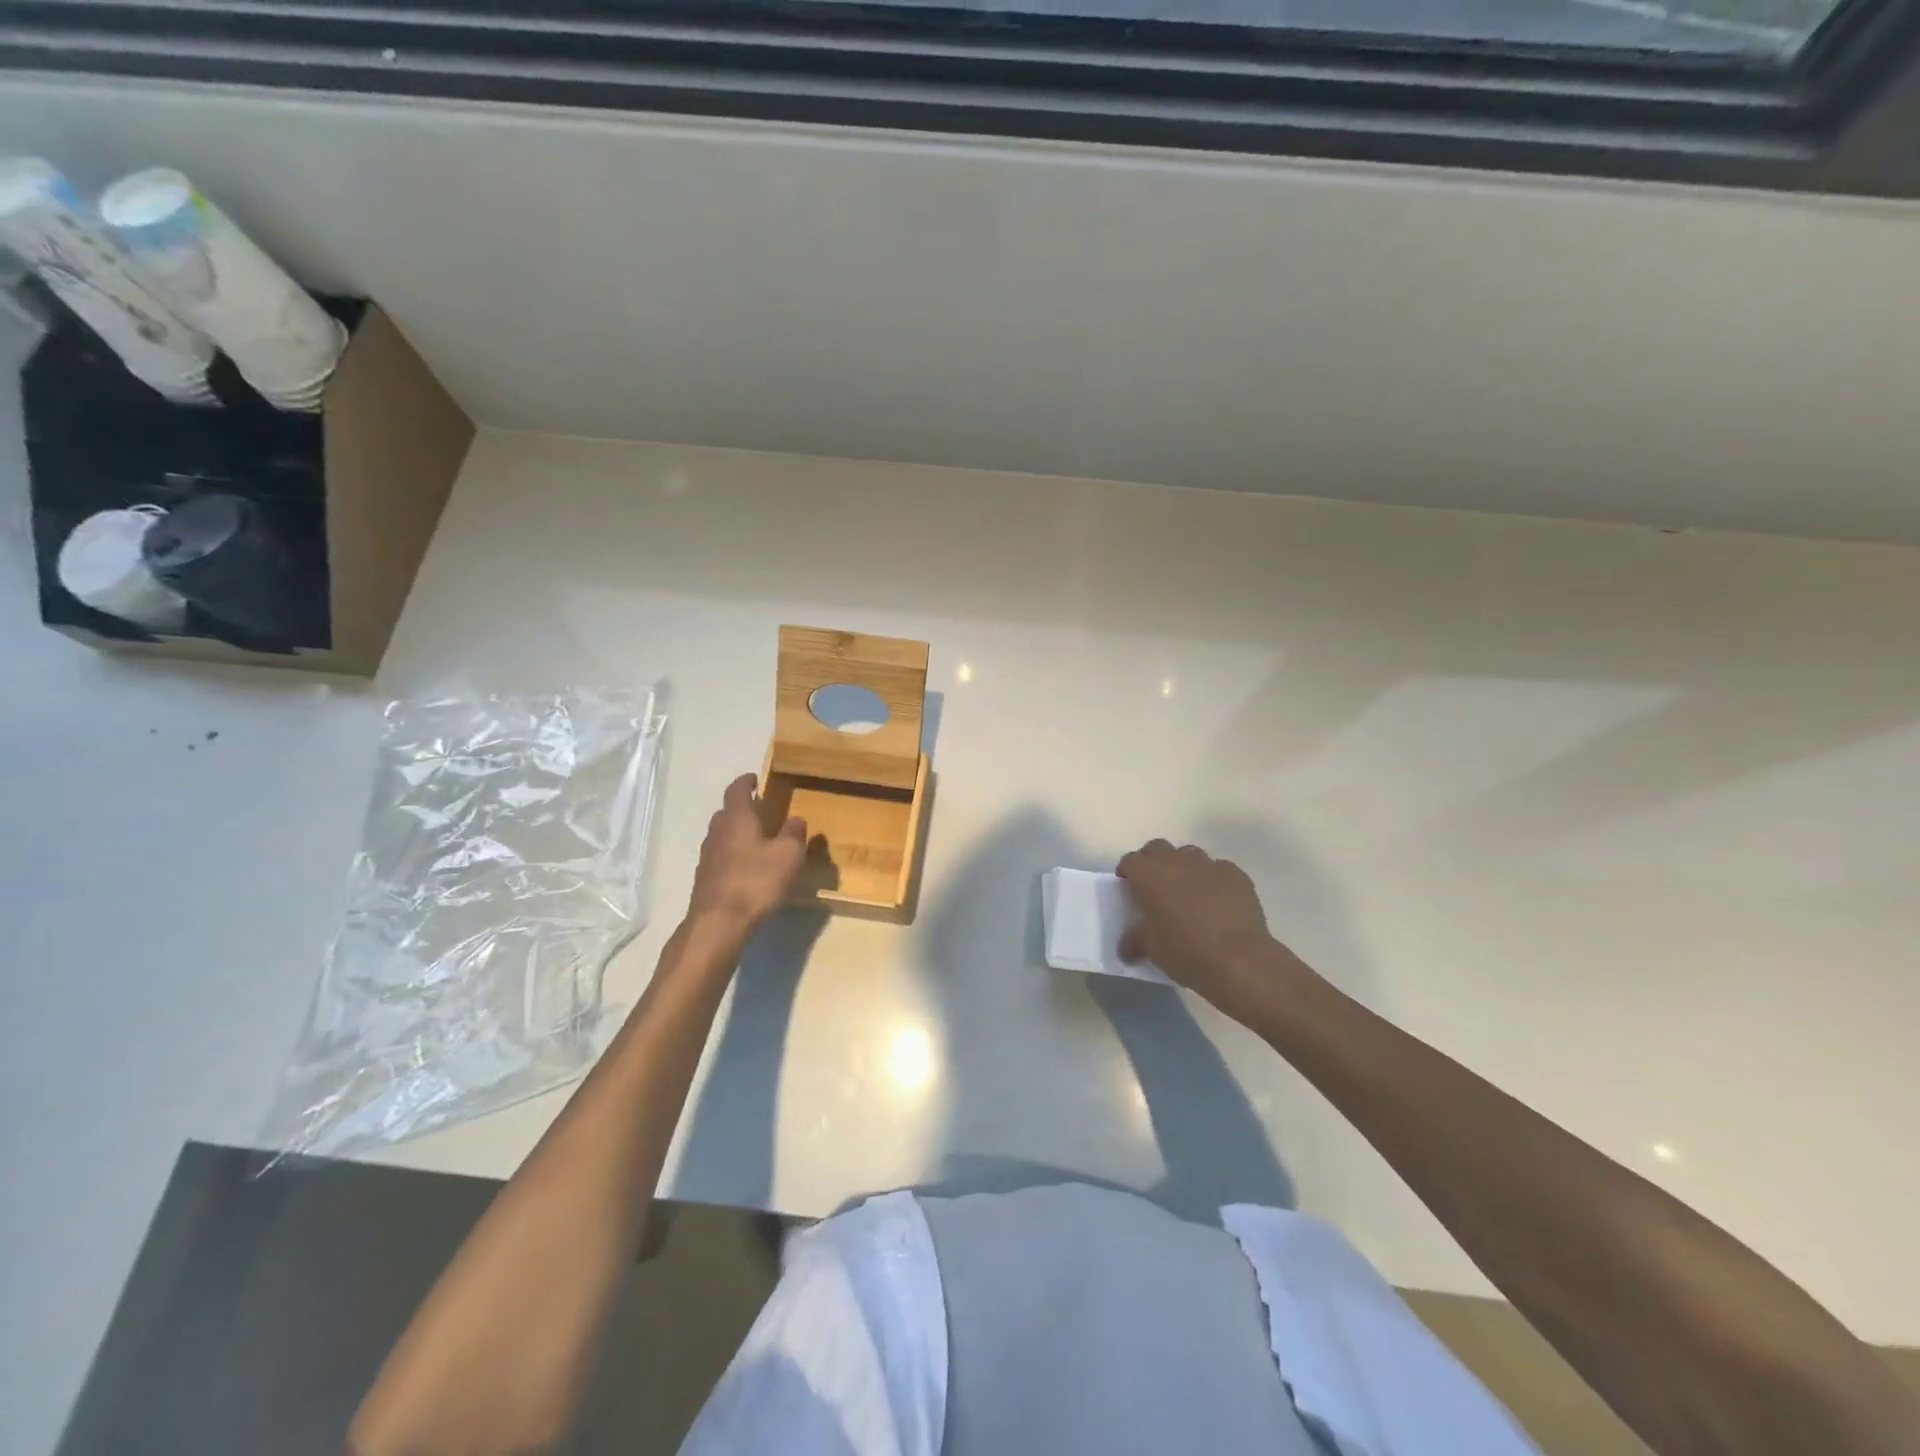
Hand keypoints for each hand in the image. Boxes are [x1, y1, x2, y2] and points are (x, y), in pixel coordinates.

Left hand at [687, 774, 807, 935]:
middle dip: (744, 809)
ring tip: (760, 842)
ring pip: (723, 835)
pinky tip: (749, 870)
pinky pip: (721, 857)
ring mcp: (707, 856)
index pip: (737, 789)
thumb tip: (796, 819)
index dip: (746, 782)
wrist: (718, 924)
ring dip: (738, 834)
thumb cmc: (756, 881)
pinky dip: (734, 856)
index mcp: (737, 818)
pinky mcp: (705, 878)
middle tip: (764, 813)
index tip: (756, 779)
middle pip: (728, 812)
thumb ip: (794, 833)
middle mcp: (717, 831)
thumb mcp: (788, 855)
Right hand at [1116, 839, 1313, 1025]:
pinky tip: (1218, 901)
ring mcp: (1209, 865)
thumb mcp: (1150, 949)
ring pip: (1189, 855)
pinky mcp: (1236, 875)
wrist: (1239, 960)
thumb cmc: (1185, 951)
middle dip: (1153, 861)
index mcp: (1149, 875)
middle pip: (1158, 848)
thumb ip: (1134, 940)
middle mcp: (1177, 862)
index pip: (1130, 861)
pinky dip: (1213, 880)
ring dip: (1184, 867)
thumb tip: (1126, 947)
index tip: (1128, 886)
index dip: (1127, 871)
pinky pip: (1219, 869)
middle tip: (1154, 885)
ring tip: (1187, 891)